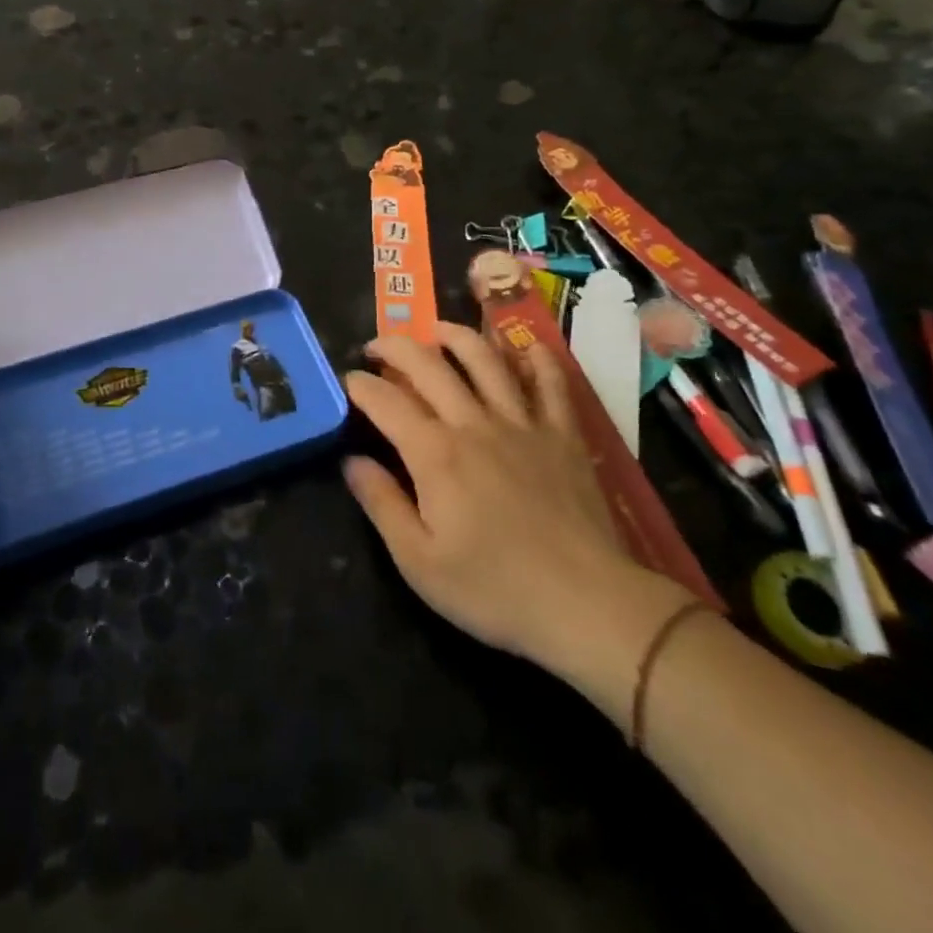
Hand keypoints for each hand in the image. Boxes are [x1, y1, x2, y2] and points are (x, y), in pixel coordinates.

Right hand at [342, 323, 696, 714]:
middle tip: (377, 346)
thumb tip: (351, 461)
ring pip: (485, 360)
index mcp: (434, 454)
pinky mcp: (563, 434)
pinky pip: (550, 383)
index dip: (359, 385)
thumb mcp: (419, 561)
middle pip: (429, 366)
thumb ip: (381, 504)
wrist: (586, 604)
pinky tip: (524, 347)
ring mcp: (522, 423)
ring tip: (436, 328)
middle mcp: (474, 423)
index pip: (385, 401)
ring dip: (456, 336)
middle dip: (396, 347)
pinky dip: (536, 359)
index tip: (346, 380)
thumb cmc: (494, 589)